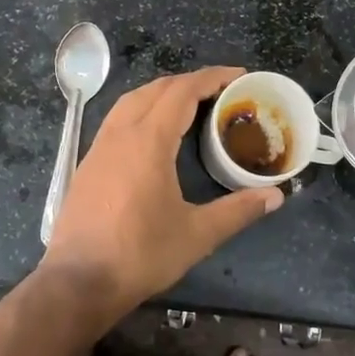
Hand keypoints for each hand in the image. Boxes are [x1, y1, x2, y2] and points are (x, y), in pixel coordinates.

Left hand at [41, 65, 282, 315]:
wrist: (78, 281)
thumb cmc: (140, 255)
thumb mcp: (196, 235)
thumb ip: (238, 210)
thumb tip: (276, 195)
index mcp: (149, 141)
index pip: (182, 91)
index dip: (212, 77)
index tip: (238, 75)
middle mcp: (121, 133)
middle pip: (157, 89)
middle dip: (190, 81)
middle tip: (220, 89)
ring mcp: (99, 146)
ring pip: (132, 100)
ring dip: (162, 92)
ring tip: (189, 102)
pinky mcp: (88, 163)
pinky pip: (118, 118)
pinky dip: (142, 109)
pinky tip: (153, 131)